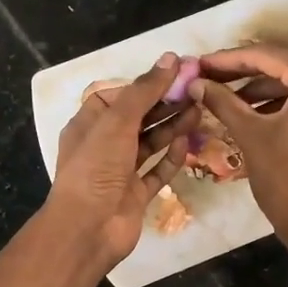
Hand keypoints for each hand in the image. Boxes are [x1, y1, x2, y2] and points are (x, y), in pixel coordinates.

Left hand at [47, 54, 199, 267]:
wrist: (88, 228)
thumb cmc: (96, 167)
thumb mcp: (117, 121)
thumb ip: (144, 90)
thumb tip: (170, 58)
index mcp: (89, 125)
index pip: (118, 96)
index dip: (145, 85)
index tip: (175, 74)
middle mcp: (103, 146)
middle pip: (138, 119)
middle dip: (165, 105)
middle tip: (196, 90)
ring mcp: (120, 172)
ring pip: (150, 143)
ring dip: (172, 127)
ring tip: (199, 110)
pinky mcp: (135, 195)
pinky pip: (156, 171)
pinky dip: (170, 157)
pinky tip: (186, 142)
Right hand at [190, 43, 287, 256]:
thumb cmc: (286, 180)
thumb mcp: (251, 136)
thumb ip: (223, 102)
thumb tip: (196, 83)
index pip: (268, 56)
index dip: (229, 59)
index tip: (201, 64)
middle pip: (285, 67)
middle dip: (246, 73)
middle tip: (211, 78)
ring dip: (264, 90)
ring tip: (227, 100)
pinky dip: (285, 105)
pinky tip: (256, 114)